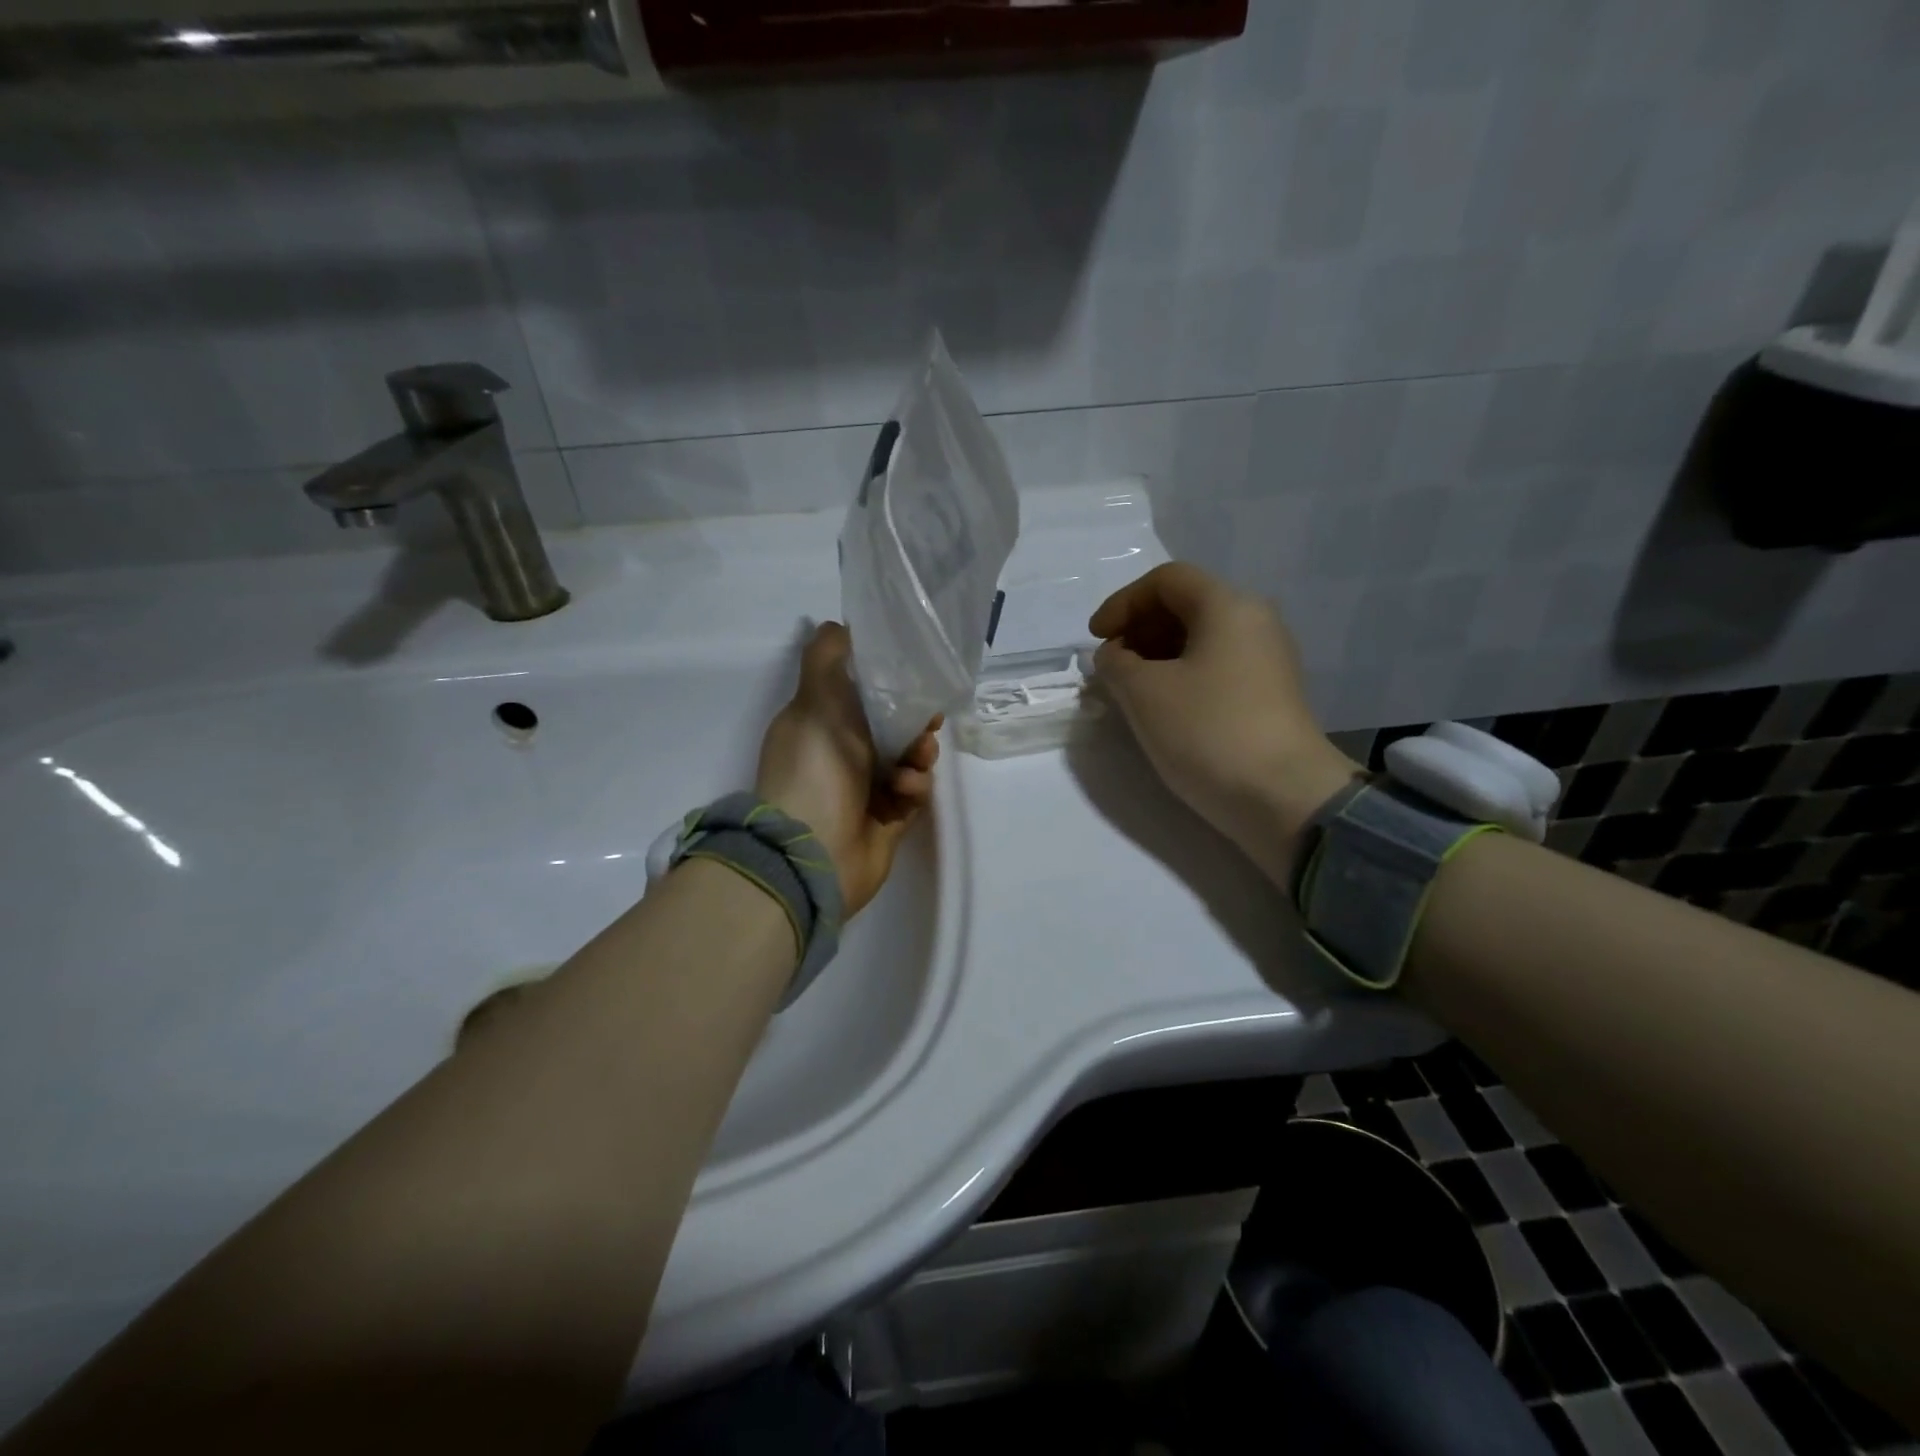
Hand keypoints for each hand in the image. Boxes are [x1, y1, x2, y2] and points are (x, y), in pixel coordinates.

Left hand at [756, 621, 941, 918]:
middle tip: (929, 722)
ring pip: (908, 760)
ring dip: (918, 755)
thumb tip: (838, 625)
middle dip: (915, 722)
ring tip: (915, 760)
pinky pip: (912, 795)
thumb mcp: (816, 700)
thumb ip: (828, 657)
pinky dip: (912, 788)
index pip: (863, 695)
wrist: (813, 851)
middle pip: (893, 727)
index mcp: (822, 726)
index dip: (891, 685)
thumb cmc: (815, 768)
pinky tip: (904, 790)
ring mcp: (864, 793)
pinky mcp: (886, 823)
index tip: (915, 678)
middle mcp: (841, 757)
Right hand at [1089, 562, 1356, 888]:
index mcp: (1228, 606)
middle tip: (1111, 665)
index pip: (1166, 580)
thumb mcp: (1143, 693)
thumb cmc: (1208, 731)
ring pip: (1200, 639)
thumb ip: (1116, 663)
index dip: (1122, 603)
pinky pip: (1216, 667)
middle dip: (1139, 629)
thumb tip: (1115, 656)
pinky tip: (1161, 708)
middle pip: (1186, 605)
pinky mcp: (1269, 695)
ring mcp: (1267, 660)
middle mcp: (1255, 622)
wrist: (1283, 798)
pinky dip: (1181, 676)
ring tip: (1128, 690)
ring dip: (1156, 655)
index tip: (1096, 639)